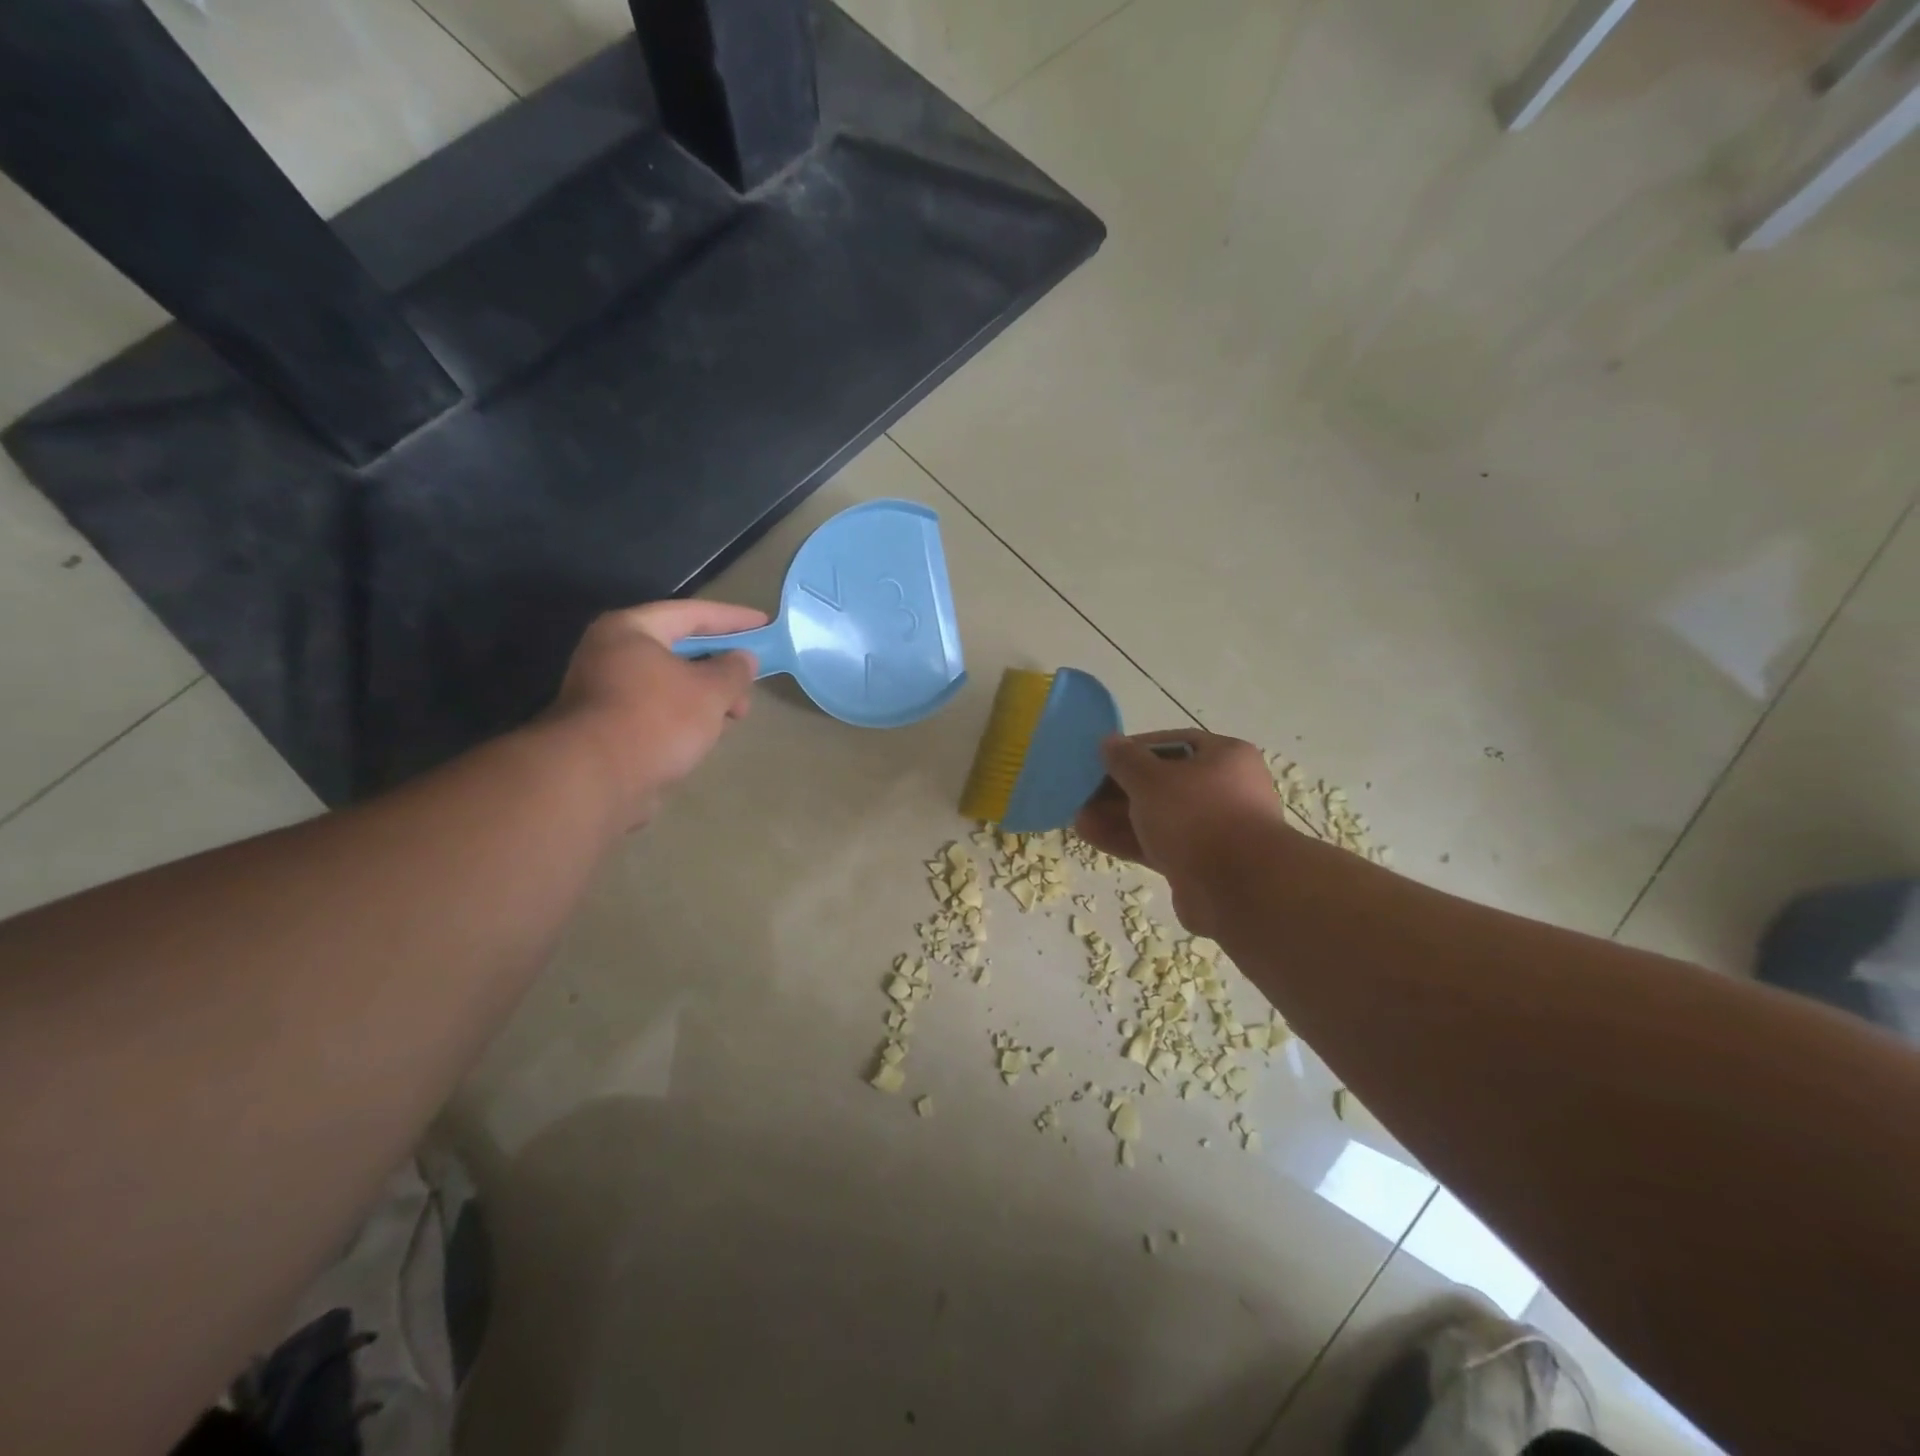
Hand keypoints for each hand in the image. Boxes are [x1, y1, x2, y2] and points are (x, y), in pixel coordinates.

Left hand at [545, 599, 766, 828]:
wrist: (594, 779)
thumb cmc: (657, 719)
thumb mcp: (711, 691)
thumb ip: (734, 670)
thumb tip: (743, 659)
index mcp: (630, 630)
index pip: (691, 613)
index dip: (733, 618)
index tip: (764, 624)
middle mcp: (610, 653)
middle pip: (678, 650)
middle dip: (720, 668)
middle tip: (749, 686)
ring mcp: (604, 692)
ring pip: (668, 684)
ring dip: (704, 697)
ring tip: (733, 717)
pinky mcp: (606, 727)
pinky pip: (656, 711)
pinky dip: (683, 718)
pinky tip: (704, 737)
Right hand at [1074, 730, 1286, 934]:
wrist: (1238, 889)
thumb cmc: (1196, 815)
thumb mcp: (1150, 778)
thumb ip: (1125, 759)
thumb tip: (1108, 742)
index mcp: (1225, 757)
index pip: (1173, 743)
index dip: (1135, 749)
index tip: (1102, 759)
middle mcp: (1225, 790)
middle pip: (1164, 782)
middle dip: (1120, 788)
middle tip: (1084, 792)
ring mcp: (1214, 830)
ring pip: (1158, 816)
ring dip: (1118, 816)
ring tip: (1078, 817)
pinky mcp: (1200, 864)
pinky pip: (1159, 844)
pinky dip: (1128, 839)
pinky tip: (1091, 836)